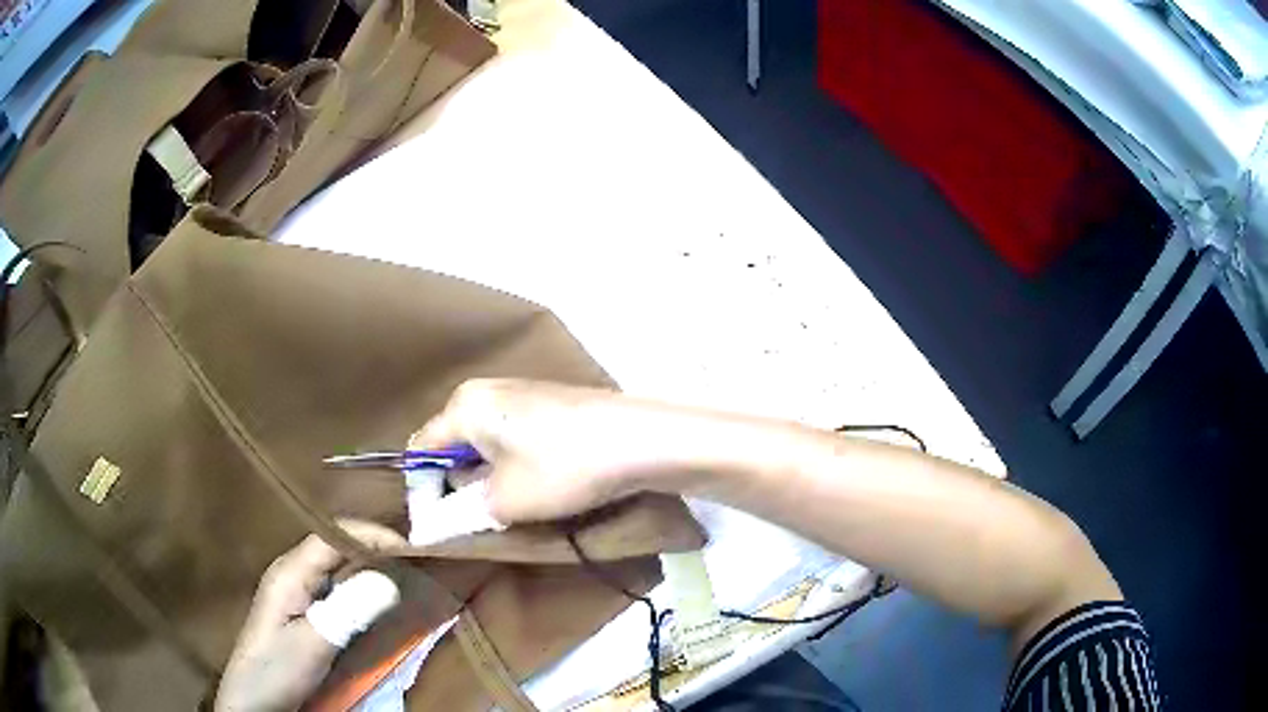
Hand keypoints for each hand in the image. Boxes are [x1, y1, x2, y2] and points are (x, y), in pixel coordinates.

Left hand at [215, 521, 406, 711]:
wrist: (253, 700)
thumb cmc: (276, 669)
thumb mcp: (312, 644)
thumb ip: (347, 611)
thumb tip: (391, 577)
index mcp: (290, 571)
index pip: (334, 536)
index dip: (373, 535)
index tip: (415, 549)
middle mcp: (295, 574)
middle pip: (339, 549)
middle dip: (379, 551)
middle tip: (420, 564)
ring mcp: (300, 595)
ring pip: (341, 571)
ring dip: (374, 572)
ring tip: (411, 580)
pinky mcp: (307, 615)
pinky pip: (340, 593)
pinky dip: (365, 593)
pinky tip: (383, 605)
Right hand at [412, 379, 730, 523]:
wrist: (641, 439)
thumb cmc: (562, 467)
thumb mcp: (505, 501)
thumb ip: (463, 512)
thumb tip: (439, 522)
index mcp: (465, 405)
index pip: (423, 448)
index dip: (425, 489)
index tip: (439, 523)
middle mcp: (486, 390)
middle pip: (454, 443)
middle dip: (461, 483)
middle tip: (480, 517)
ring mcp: (521, 392)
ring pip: (487, 443)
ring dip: (490, 477)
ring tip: (512, 506)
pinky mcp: (549, 402)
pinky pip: (514, 436)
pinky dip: (515, 463)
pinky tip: (540, 484)